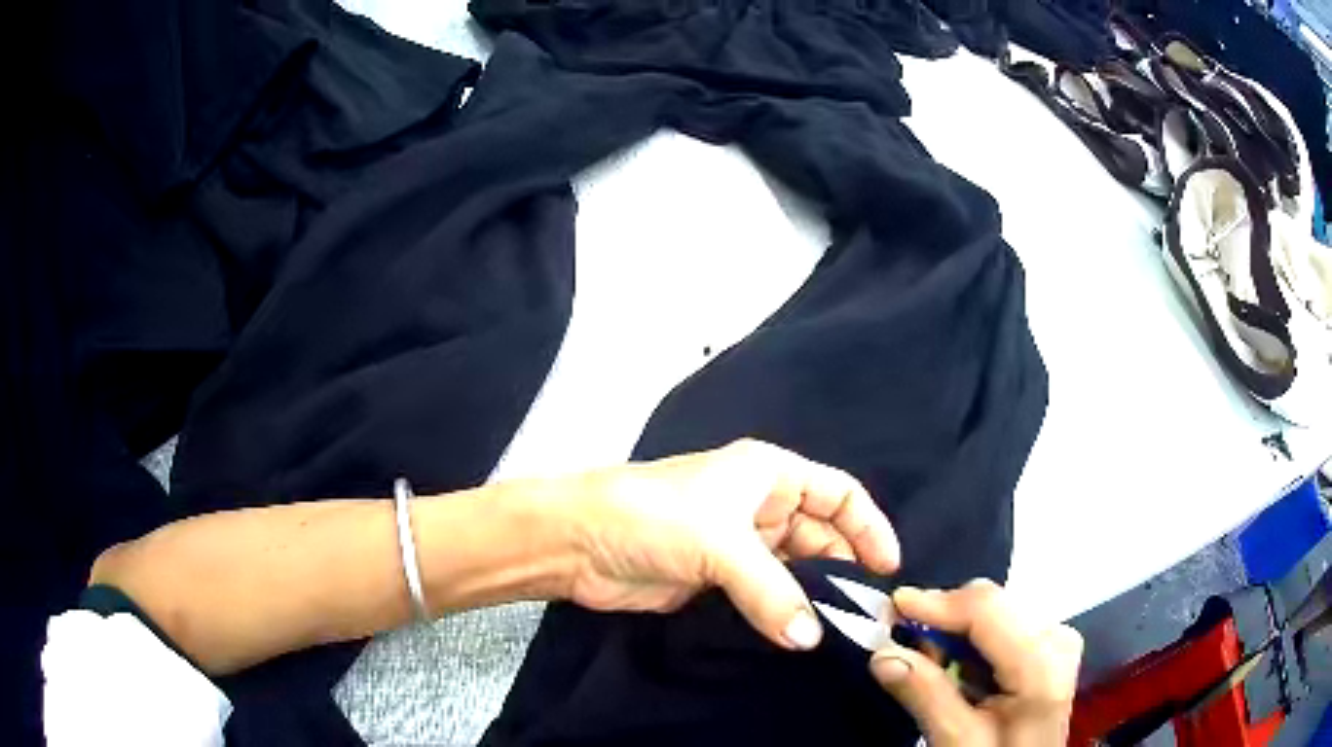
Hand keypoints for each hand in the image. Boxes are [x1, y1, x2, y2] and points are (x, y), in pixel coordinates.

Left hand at [560, 439, 899, 649]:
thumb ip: (772, 592)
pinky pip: (765, 597)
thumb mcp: (721, 545)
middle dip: (844, 571)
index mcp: (768, 475)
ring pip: (794, 572)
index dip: (869, 527)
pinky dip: (783, 615)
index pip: (839, 495)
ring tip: (838, 634)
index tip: (888, 570)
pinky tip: (799, 638)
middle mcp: (760, 507)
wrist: (577, 542)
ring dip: (813, 599)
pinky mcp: (717, 581)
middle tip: (865, 616)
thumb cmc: (653, 518)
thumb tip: (811, 638)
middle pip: (821, 537)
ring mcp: (739, 547)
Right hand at [869, 580, 1082, 746]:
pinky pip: (1002, 624)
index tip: (891, 606)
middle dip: (943, 623)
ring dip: (955, 635)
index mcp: (1042, 662)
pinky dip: (972, 643)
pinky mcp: (1050, 642)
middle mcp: (1057, 635)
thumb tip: (883, 654)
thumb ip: (925, 697)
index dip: (936, 603)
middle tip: (907, 655)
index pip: (987, 609)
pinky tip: (962, 673)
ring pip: (993, 611)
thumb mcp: (958, 741)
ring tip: (935, 672)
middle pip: (990, 604)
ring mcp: (1057, 636)